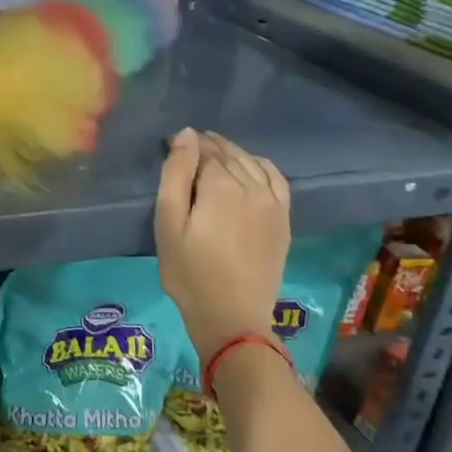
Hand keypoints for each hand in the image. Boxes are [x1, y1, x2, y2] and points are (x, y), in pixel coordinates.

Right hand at [155, 128, 291, 358]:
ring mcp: (272, 202)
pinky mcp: (283, 219)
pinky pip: (276, 178)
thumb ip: (176, 174)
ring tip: (214, 154)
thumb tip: (186, 134)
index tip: (171, 146)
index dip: (186, 146)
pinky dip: (261, 165)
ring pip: (250, 162)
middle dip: (207, 147)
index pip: (203, 151)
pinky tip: (251, 166)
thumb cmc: (189, 272)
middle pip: (228, 154)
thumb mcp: (168, 223)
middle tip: (188, 148)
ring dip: (231, 153)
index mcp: (220, 185)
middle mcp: (251, 186)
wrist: (232, 316)